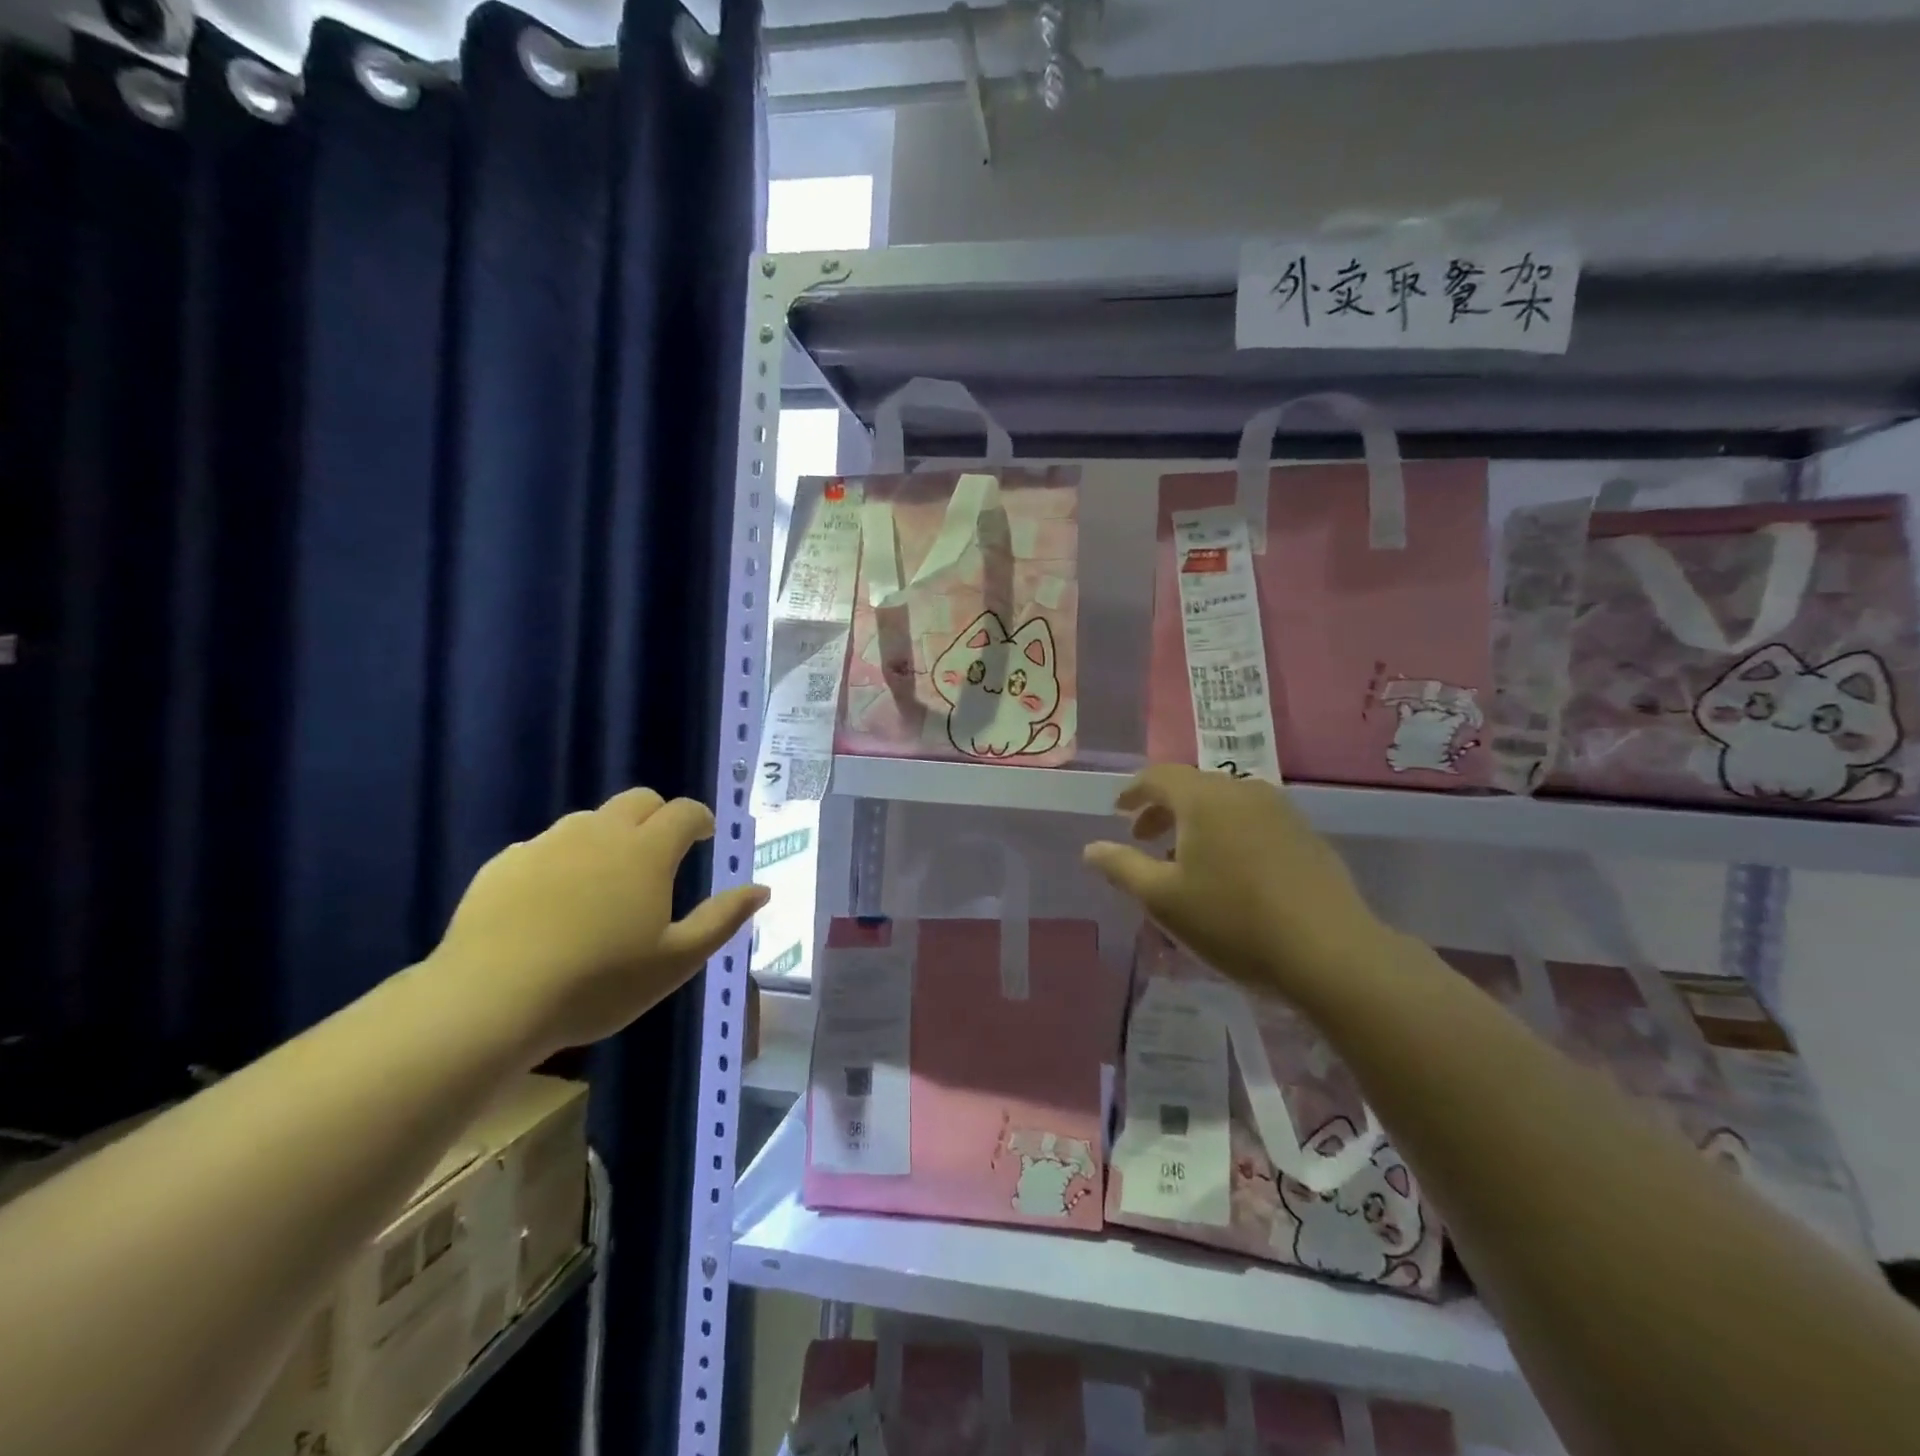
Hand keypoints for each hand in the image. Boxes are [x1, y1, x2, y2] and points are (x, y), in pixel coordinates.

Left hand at [432, 788, 768, 1058]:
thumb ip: (723, 919)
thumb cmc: (599, 983)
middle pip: (638, 800)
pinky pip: (544, 846)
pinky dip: (563, 859)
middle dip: (658, 816)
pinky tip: (554, 900)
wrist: (490, 1002)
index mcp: (646, 851)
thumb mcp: (677, 960)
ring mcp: (546, 845)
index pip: (684, 811)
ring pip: (589, 820)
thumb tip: (762, 889)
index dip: (700, 819)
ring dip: (610, 835)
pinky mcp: (503, 864)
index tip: (705, 836)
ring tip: (608, 879)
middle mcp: (599, 833)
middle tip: (662, 852)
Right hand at [1083, 766, 1394, 1012]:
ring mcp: (1281, 811)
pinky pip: (1252, 821)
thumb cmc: (1232, 921)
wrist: (1330, 953)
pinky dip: (1227, 834)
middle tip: (1143, 838)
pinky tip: (1229, 873)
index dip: (1133, 792)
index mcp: (1204, 798)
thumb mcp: (1162, 899)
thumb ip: (1121, 867)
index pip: (1158, 777)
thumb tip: (1091, 849)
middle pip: (1193, 787)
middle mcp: (1243, 790)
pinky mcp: (1306, 836)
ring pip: (1225, 804)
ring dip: (1196, 823)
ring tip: (1184, 860)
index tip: (1118, 812)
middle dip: (1163, 809)